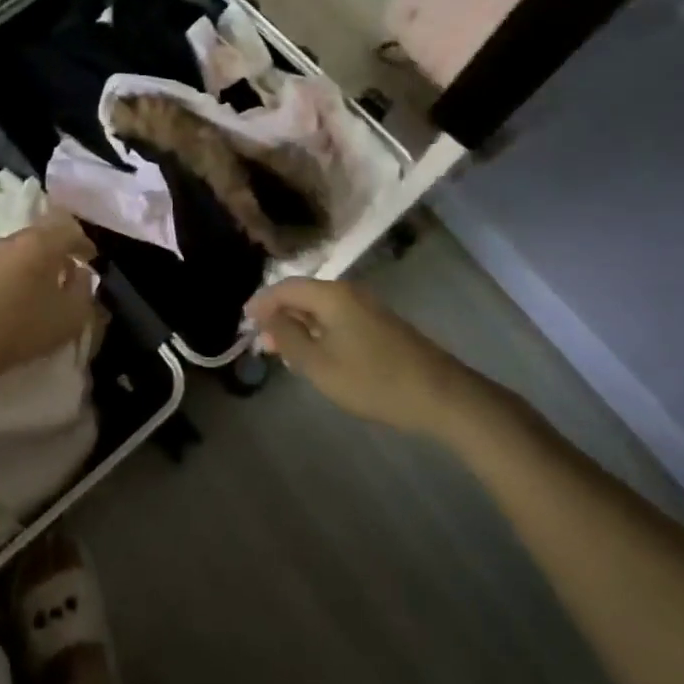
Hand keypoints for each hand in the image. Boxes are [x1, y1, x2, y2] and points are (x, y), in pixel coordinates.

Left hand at [0, 214, 102, 386]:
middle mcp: (15, 239)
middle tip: (68, 269)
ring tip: (41, 285)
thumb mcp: (71, 316)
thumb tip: (80, 274)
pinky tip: (14, 295)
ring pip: (20, 248)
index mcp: (42, 243)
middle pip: (43, 234)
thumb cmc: (24, 326)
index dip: (84, 243)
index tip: (92, 258)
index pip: (70, 230)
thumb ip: (84, 290)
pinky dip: (15, 272)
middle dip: (59, 249)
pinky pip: (2, 264)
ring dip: (35, 261)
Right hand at [246, 278, 459, 433]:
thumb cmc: (373, 380)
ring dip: (298, 324)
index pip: (285, 288)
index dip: (261, 302)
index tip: (243, 321)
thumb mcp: (320, 365)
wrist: (441, 395)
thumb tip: (268, 318)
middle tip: (259, 340)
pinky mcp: (379, 324)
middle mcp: (347, 292)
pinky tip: (314, 352)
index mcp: (331, 295)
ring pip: (320, 307)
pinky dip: (318, 329)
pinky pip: (337, 317)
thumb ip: (289, 338)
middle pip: (303, 294)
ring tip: (281, 349)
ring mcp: (366, 306)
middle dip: (278, 314)